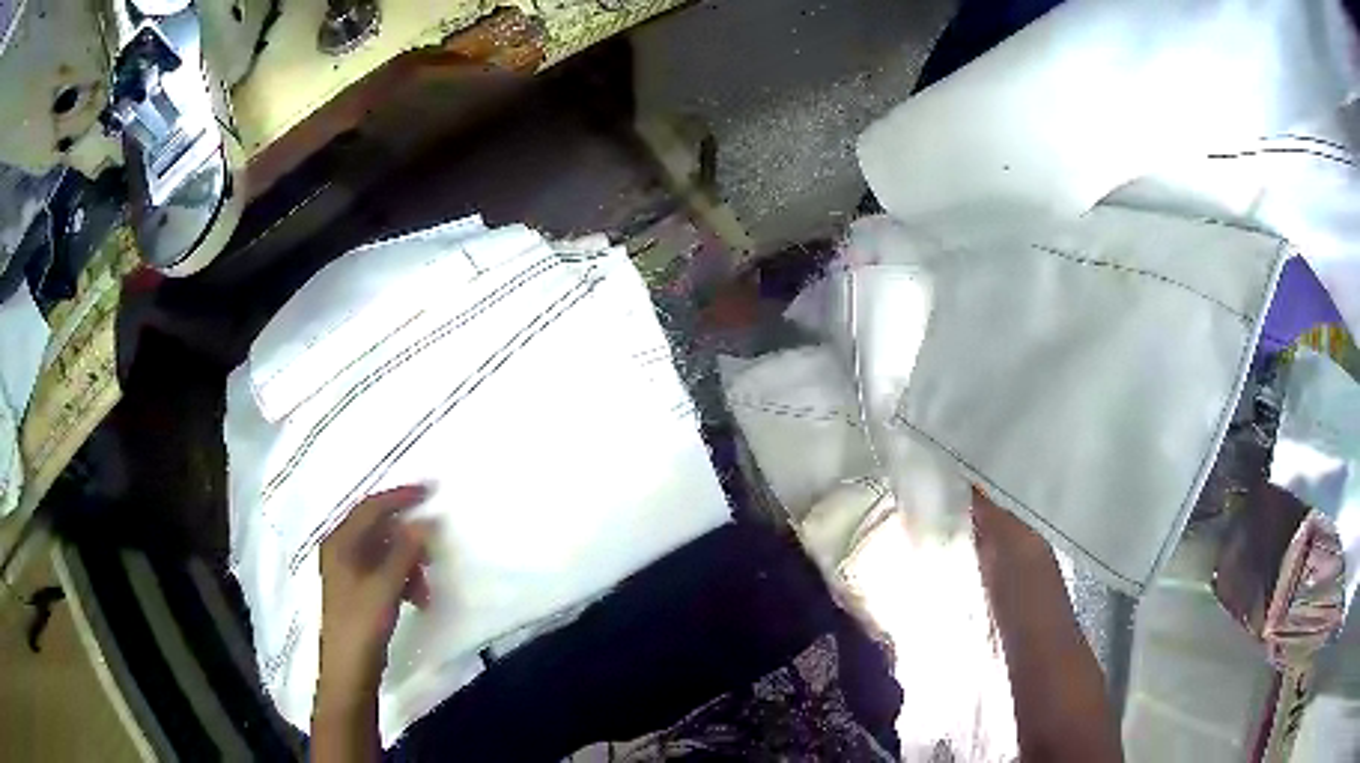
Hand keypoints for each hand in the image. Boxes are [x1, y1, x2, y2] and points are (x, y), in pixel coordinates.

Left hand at [317, 485, 434, 707]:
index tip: (429, 492)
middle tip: (433, 548)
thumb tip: (424, 521)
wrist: (349, 670)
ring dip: (408, 562)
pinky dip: (402, 578)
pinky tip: (417, 597)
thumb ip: (405, 552)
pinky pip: (383, 571)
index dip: (399, 497)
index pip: (371, 507)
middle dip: (407, 537)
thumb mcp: (386, 587)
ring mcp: (348, 571)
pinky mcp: (357, 591)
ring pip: (383, 552)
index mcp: (340, 542)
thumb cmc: (362, 624)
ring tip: (426, 585)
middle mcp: (341, 550)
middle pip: (377, 529)